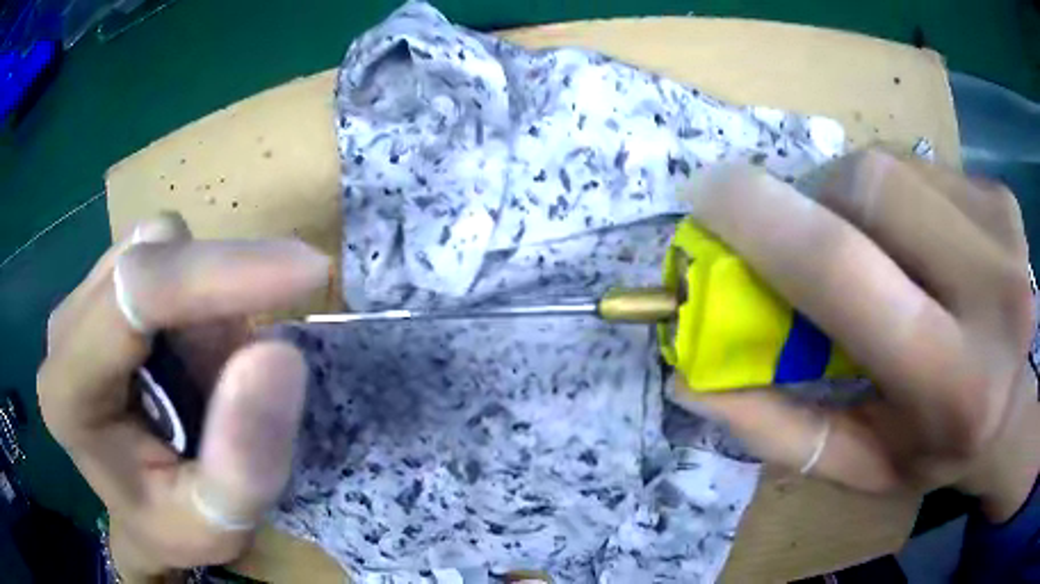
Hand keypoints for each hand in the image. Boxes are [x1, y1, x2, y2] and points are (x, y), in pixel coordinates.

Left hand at [37, 213, 328, 581]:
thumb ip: (245, 458)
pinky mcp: (97, 289)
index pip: (135, 293)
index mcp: (69, 391)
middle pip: (150, 258)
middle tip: (240, 375)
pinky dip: (195, 299)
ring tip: (208, 377)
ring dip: (206, 307)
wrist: (144, 516)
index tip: (308, 273)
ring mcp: (78, 302)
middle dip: (215, 304)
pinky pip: (160, 255)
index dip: (219, 273)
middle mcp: (63, 331)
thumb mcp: (219, 523)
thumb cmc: (172, 526)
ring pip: (159, 248)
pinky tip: (190, 354)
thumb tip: (278, 353)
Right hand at [671, 150, 1037, 520]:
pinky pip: (923, 167)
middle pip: (870, 187)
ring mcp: (1007, 237)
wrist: (1010, 412)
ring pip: (893, 166)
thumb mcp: (856, 463)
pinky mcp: (1005, 202)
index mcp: (953, 387)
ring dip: (858, 198)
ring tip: (877, 252)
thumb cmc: (933, 450)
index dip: (763, 220)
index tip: (707, 194)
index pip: (846, 272)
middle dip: (818, 201)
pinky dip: (898, 195)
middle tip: (814, 241)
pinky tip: (918, 243)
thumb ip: (777, 427)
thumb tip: (688, 373)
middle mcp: (995, 298)